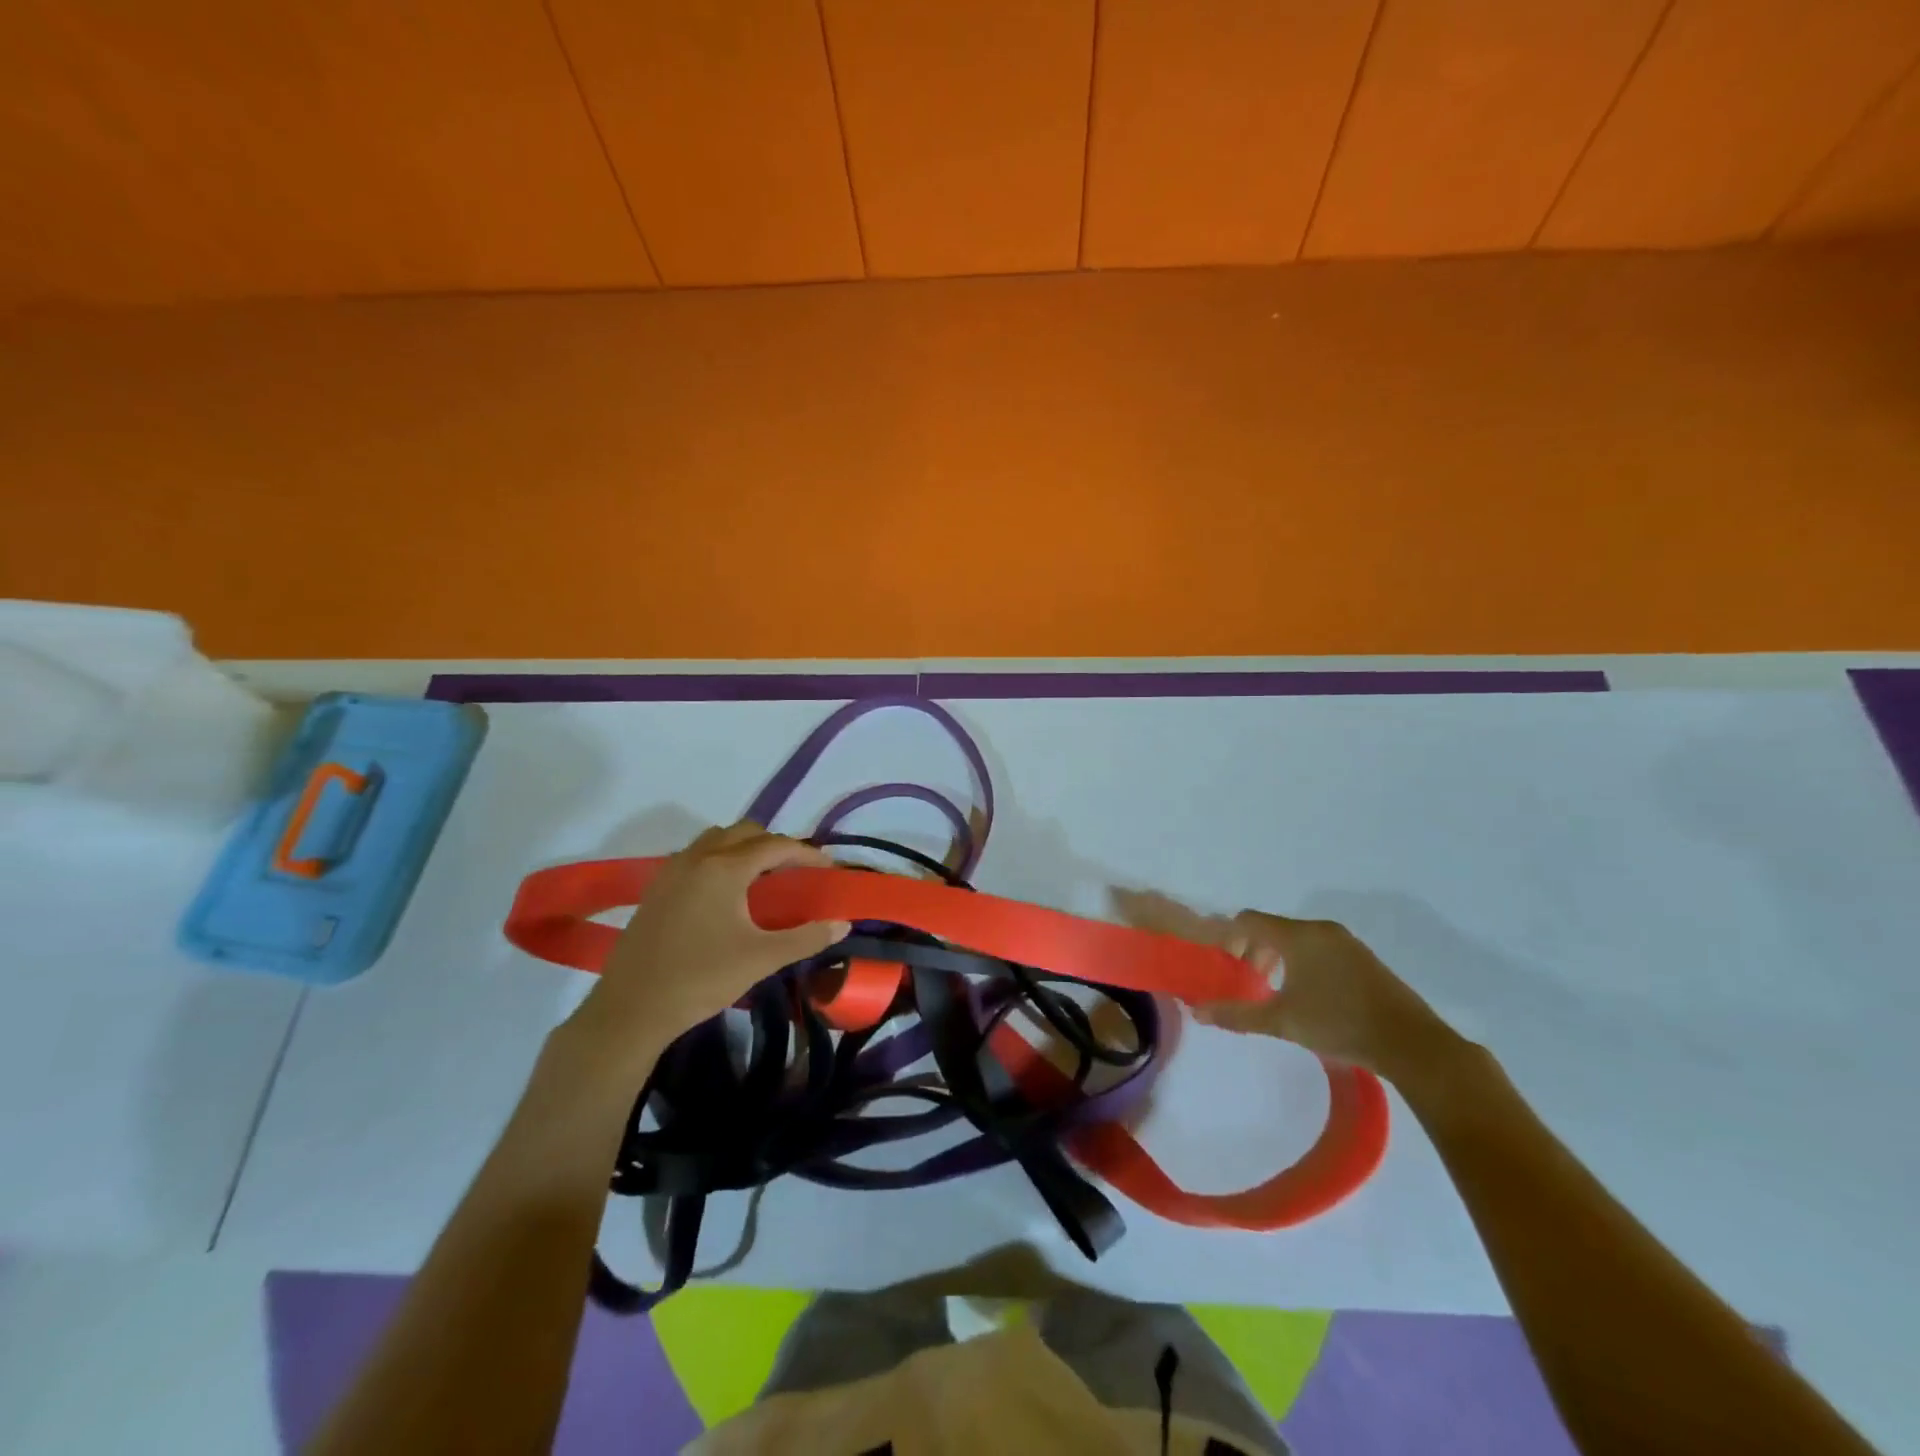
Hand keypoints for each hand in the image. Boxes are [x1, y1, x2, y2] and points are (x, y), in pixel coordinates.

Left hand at [565, 823, 847, 1070]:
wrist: (632, 1009)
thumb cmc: (701, 979)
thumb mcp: (761, 958)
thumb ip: (806, 938)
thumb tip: (842, 924)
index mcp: (725, 868)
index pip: (775, 845)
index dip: (806, 854)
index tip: (828, 869)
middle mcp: (697, 858)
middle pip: (745, 832)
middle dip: (775, 845)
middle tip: (796, 871)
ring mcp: (672, 871)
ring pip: (716, 839)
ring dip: (743, 847)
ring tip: (762, 877)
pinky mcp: (656, 888)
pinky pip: (695, 856)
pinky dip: (719, 859)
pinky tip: (725, 894)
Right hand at [1113, 890, 1459, 1081]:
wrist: (1411, 1043)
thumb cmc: (1339, 1024)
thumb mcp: (1281, 1021)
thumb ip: (1237, 1014)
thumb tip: (1197, 1011)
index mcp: (1297, 936)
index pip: (1249, 920)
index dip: (1229, 937)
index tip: (1224, 964)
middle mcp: (1320, 929)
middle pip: (1273, 928)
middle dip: (1254, 951)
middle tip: (1248, 982)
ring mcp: (1346, 942)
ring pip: (1298, 939)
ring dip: (1279, 958)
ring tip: (1276, 992)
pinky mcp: (1364, 958)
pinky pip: (1320, 949)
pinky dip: (1304, 963)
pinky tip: (1309, 996)